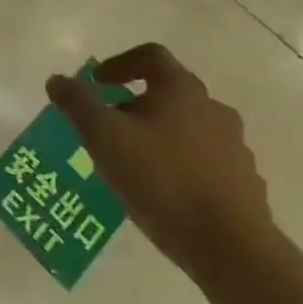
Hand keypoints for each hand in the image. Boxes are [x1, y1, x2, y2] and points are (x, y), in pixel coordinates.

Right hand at [46, 44, 274, 281]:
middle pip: (169, 93)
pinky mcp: (244, 182)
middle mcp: (214, 109)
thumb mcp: (104, 137)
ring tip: (133, 164)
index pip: (151, 56)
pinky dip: (180, 166)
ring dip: (159, 136)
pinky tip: (162, 193)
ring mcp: (234, 147)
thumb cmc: (161, 179)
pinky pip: (204, 162)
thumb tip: (58, 80)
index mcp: (181, 90)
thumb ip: (77, 103)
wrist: (230, 246)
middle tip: (108, 128)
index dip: (119, 63)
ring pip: (188, 129)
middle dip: (134, 105)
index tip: (97, 82)